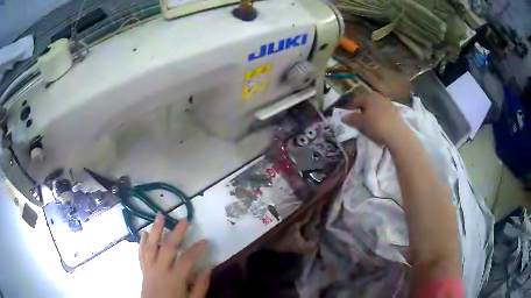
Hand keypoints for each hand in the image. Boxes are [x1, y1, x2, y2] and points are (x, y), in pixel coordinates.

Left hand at [139, 214, 209, 297]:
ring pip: (151, 246)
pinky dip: (142, 242)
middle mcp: (160, 270)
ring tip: (159, 216)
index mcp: (175, 279)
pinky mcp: (143, 270)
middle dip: (176, 232)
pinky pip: (141, 254)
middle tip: (184, 220)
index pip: (187, 259)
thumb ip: (200, 286)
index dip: (197, 248)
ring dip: (155, 230)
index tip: (206, 240)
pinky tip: (145, 233)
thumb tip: (207, 268)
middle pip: (168, 247)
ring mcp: (149, 269)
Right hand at [341, 92, 408, 145]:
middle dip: (362, 109)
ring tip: (369, 122)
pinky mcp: (396, 111)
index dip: (350, 107)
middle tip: (358, 118)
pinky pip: (384, 112)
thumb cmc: (376, 125)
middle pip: (367, 102)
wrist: (397, 134)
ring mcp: (388, 103)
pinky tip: (379, 124)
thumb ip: (351, 119)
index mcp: (368, 96)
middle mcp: (378, 96)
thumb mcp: (360, 123)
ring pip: (376, 106)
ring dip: (372, 112)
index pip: (356, 99)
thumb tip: (344, 116)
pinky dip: (380, 116)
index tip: (347, 115)